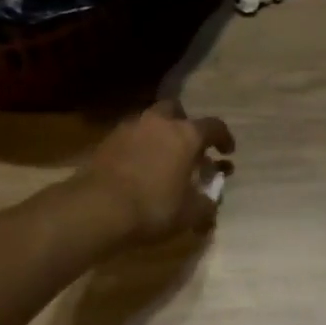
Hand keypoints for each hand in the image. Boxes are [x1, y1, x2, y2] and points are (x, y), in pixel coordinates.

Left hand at [81, 101, 233, 244]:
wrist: (98, 207)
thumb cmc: (153, 207)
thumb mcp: (188, 214)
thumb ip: (205, 205)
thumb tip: (211, 203)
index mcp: (186, 134)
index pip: (214, 126)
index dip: (223, 138)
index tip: (227, 151)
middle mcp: (160, 121)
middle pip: (176, 111)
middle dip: (184, 124)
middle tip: (187, 146)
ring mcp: (131, 126)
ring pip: (150, 120)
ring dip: (159, 134)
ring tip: (160, 157)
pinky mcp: (108, 138)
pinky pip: (131, 135)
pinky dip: (138, 145)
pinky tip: (137, 165)